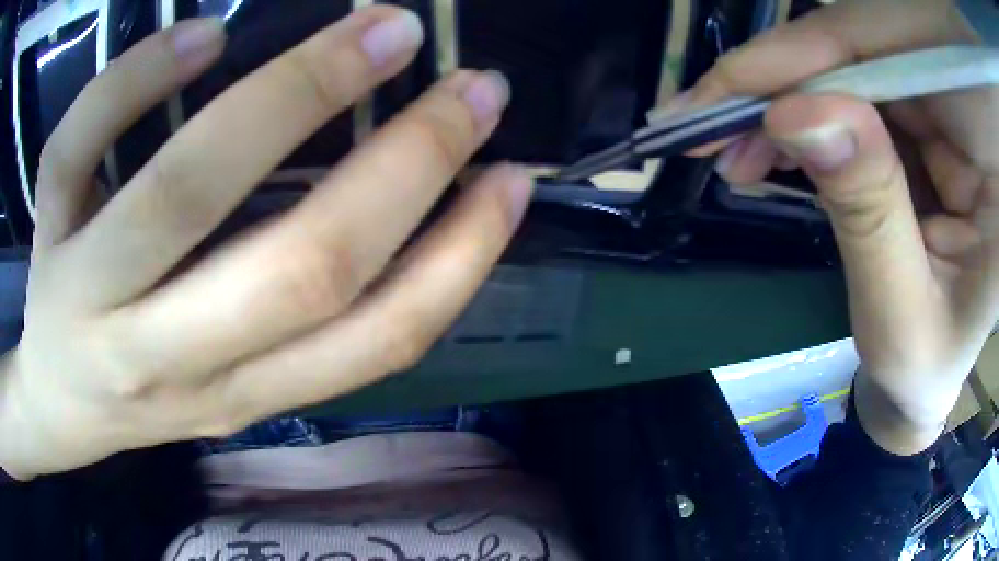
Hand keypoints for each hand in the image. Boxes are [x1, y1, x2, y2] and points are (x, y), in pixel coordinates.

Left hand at [0, 8, 531, 479]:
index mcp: (238, 396)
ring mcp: (90, 292)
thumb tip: (417, 204)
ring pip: (184, 190)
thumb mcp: (233, 386)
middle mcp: (167, 357)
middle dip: (409, 161)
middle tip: (474, 85)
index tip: (510, 177)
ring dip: (297, 89)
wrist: (61, 398)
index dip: (460, 257)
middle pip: (296, 266)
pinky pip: (81, 141)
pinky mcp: (48, 231)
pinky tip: (199, 37)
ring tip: (380, 28)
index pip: (372, 339)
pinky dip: (138, 77)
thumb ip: (308, 321)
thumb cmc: (145, 385)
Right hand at [678, 0, 997, 454]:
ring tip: (732, 146)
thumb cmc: (924, 370)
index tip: (729, 89)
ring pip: (853, 61)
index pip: (907, 62)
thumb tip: (796, 115)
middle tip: (708, 122)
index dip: (816, 57)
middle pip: (873, 47)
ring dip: (786, 98)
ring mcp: (946, 110)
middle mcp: (972, 117)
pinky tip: (770, 144)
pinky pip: (851, 88)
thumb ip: (868, 216)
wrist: (929, 377)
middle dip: (786, 78)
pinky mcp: (919, 117)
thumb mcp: (901, 319)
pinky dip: (803, 112)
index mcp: (992, 168)